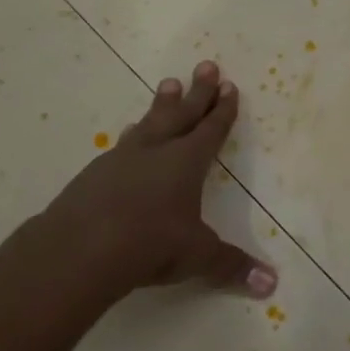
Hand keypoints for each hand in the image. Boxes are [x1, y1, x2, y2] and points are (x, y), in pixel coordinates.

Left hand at [34, 62, 277, 304]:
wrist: (78, 249)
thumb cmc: (149, 244)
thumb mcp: (197, 256)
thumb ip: (232, 266)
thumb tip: (271, 285)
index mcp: (186, 163)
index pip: (210, 130)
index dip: (223, 110)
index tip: (230, 86)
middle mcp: (156, 152)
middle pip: (181, 114)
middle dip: (198, 92)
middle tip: (205, 65)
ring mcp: (121, 159)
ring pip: (149, 124)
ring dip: (161, 106)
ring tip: (167, 86)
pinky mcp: (94, 175)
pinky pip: (121, 145)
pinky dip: (132, 136)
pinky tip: (128, 136)